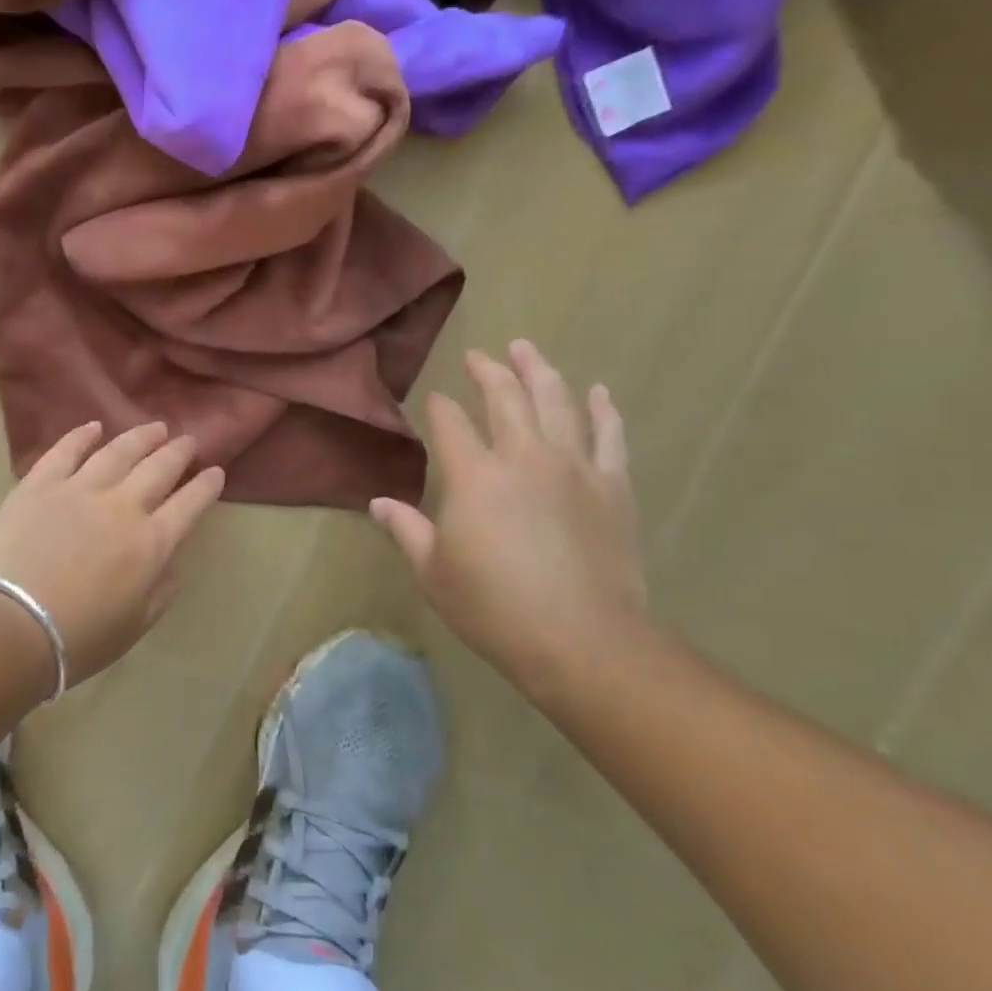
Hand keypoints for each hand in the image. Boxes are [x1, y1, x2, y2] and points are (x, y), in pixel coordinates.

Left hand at [0, 422, 225, 686]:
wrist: (11, 628)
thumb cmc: (78, 640)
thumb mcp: (135, 626)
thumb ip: (161, 590)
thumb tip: (171, 563)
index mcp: (150, 544)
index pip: (189, 505)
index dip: (206, 486)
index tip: (215, 471)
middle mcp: (121, 507)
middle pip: (158, 468)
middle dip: (178, 452)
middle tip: (188, 440)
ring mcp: (78, 490)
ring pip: (117, 452)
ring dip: (140, 437)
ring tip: (154, 427)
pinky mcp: (39, 485)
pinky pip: (65, 452)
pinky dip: (81, 436)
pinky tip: (94, 427)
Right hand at [370, 341, 651, 690]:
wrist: (584, 641)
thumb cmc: (494, 607)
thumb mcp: (433, 572)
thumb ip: (406, 530)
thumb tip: (378, 502)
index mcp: (473, 476)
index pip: (451, 424)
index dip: (441, 407)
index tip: (436, 399)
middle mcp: (523, 457)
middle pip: (505, 397)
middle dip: (489, 371)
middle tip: (480, 355)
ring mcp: (574, 468)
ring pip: (557, 402)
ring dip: (540, 371)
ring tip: (527, 349)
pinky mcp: (613, 486)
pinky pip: (609, 436)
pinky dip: (603, 410)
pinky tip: (597, 392)